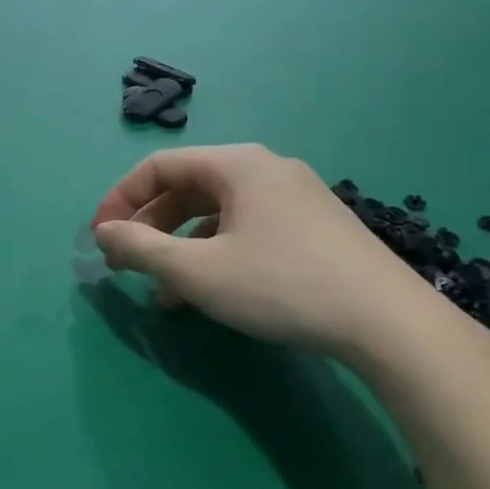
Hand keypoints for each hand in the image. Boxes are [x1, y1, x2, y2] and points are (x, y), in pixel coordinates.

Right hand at [90, 145, 447, 361]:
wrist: (390, 324)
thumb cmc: (280, 285)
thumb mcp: (196, 271)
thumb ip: (140, 248)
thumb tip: (103, 234)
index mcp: (237, 164)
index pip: (159, 167)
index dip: (119, 200)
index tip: (99, 238)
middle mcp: (266, 170)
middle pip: (187, 188)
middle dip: (149, 227)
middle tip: (126, 264)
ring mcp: (295, 198)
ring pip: (216, 214)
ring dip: (180, 248)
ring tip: (161, 292)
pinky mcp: (314, 228)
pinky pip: (246, 230)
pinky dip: (215, 255)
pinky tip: (207, 294)